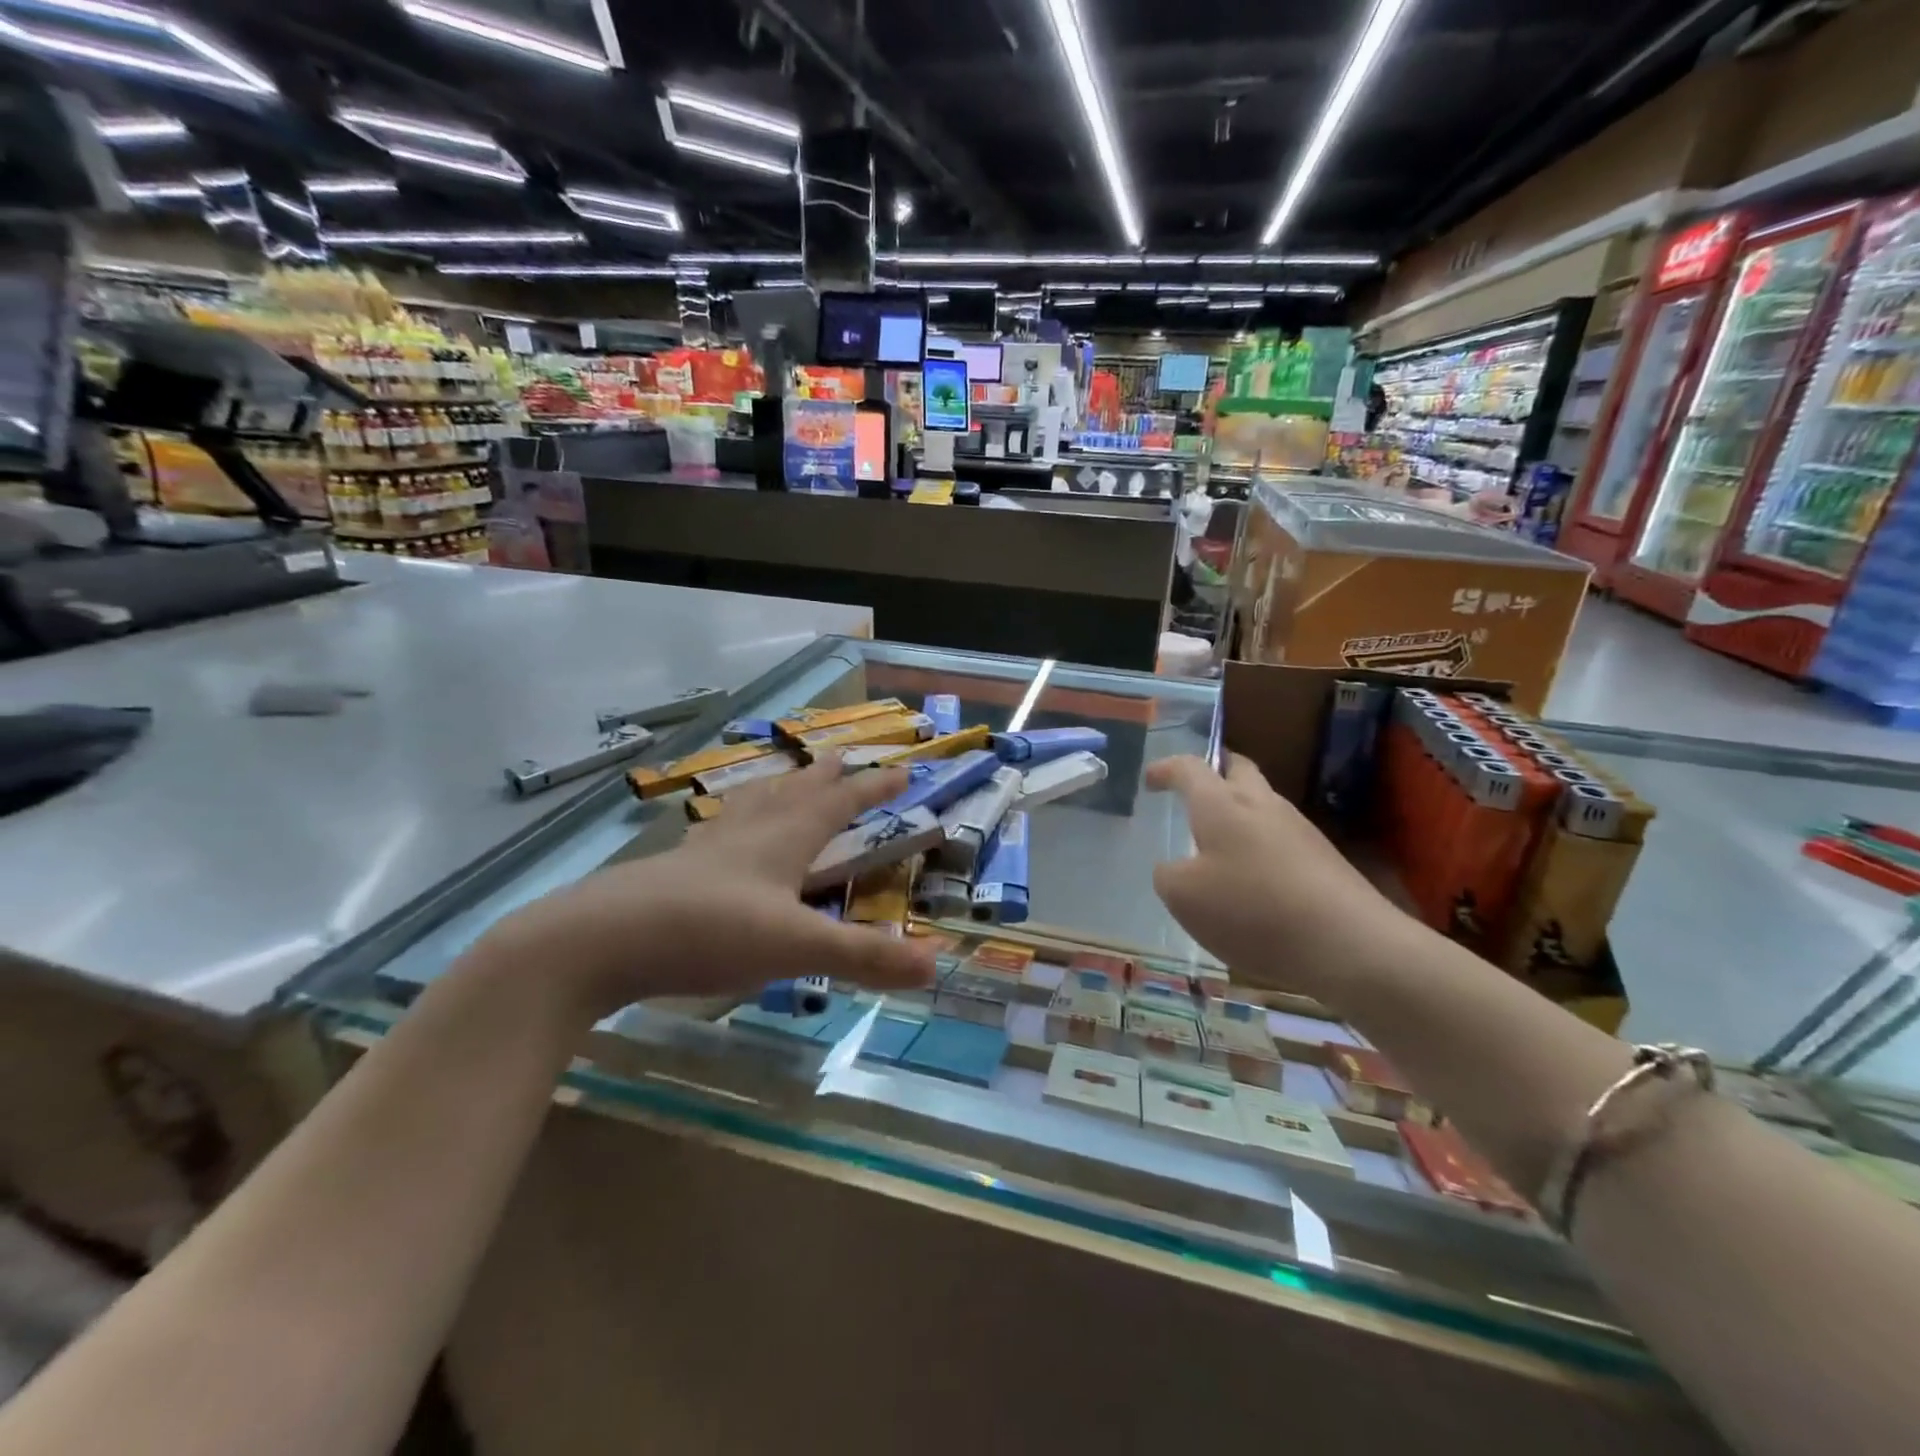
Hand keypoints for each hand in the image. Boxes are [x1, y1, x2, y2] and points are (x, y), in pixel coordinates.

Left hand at [482, 754, 938, 1020]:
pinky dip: (730, 824)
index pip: (838, 804)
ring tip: (781, 781)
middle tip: (841, 757)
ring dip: (774, 790)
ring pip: (749, 808)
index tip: (900, 769)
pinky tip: (716, 834)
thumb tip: (936, 963)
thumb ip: (863, 956)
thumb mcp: (794, 947)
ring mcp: (704, 852)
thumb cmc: (706, 932)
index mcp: (781, 841)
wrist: (596, 941)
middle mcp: (746, 835)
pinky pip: (714, 835)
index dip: (871, 787)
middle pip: (793, 794)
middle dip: (823, 777)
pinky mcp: (671, 872)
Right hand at [1146, 753, 1399, 991]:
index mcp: (1220, 804)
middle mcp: (1261, 804)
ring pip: (1262, 803)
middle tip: (1194, 790)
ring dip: (1238, 812)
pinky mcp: (1323, 857)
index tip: (1151, 779)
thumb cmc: (1252, 910)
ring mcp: (1298, 828)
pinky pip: (1281, 837)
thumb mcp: (1184, 898)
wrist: (1350, 943)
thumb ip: (1168, 875)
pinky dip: (1259, 844)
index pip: (1189, 767)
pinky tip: (1253, 879)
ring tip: (1218, 842)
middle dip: (1214, 772)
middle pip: (1238, 769)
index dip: (1166, 769)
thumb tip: (1175, 867)